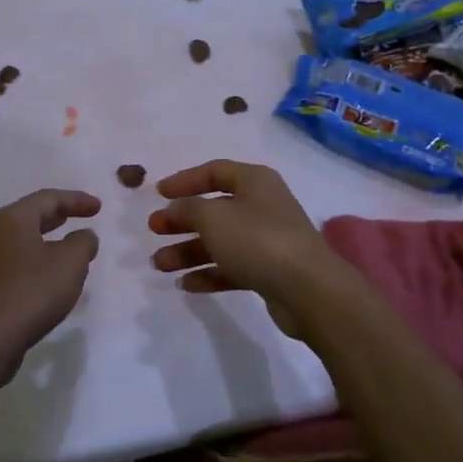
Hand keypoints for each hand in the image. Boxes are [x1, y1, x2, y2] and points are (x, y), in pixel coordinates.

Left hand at [0, 189, 100, 382]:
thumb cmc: (31, 292)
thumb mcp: (70, 263)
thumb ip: (82, 243)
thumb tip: (83, 236)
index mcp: (11, 220)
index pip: (47, 198)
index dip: (76, 200)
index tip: (98, 207)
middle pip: (30, 216)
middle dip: (58, 216)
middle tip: (80, 218)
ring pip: (20, 242)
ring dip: (46, 241)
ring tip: (67, 249)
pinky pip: (13, 265)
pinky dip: (33, 262)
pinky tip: (46, 279)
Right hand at [148, 161, 343, 338]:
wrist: (308, 290)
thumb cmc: (257, 240)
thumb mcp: (213, 217)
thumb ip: (188, 208)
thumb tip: (175, 207)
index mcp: (255, 181)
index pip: (214, 171)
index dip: (184, 180)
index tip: (157, 193)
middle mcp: (263, 205)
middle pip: (215, 208)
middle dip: (182, 220)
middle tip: (154, 229)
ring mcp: (268, 239)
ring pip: (221, 240)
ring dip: (188, 251)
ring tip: (159, 264)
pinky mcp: (270, 270)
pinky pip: (232, 266)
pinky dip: (209, 273)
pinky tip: (185, 284)